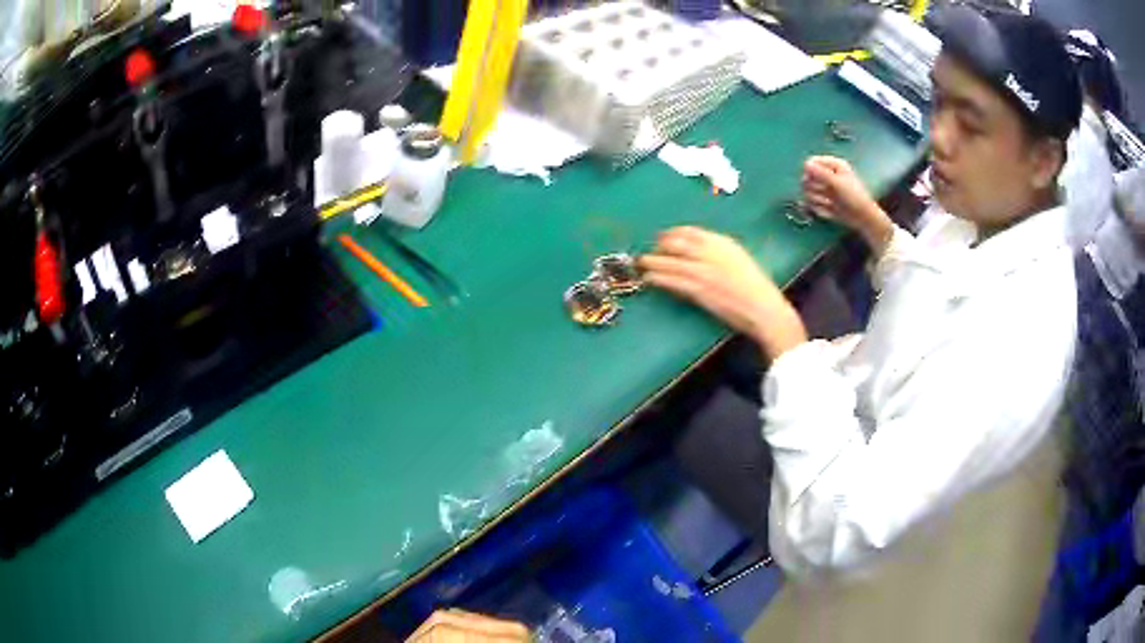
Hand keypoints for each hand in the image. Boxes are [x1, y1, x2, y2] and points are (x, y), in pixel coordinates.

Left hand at [638, 227, 806, 358]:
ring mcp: (704, 270)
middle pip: (678, 243)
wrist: (763, 308)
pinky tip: (649, 278)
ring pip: (671, 261)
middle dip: (661, 245)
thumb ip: (721, 253)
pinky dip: (659, 278)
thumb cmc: (756, 288)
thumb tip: (700, 251)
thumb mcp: (740, 261)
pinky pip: (673, 280)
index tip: (664, 236)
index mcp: (724, 243)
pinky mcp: (699, 289)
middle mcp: (712, 252)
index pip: (692, 232)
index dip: (674, 233)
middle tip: (651, 250)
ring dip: (654, 261)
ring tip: (642, 263)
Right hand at [802, 156, 893, 253]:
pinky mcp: (823, 201)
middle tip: (824, 192)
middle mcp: (827, 174)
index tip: (811, 179)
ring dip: (817, 199)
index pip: (811, 162)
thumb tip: (805, 164)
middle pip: (807, 177)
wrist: (862, 217)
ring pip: (807, 191)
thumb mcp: (838, 183)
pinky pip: (811, 203)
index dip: (809, 171)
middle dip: (814, 187)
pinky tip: (829, 210)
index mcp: (832, 165)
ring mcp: (824, 188)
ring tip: (829, 203)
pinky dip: (819, 208)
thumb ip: (821, 173)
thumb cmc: (853, 197)